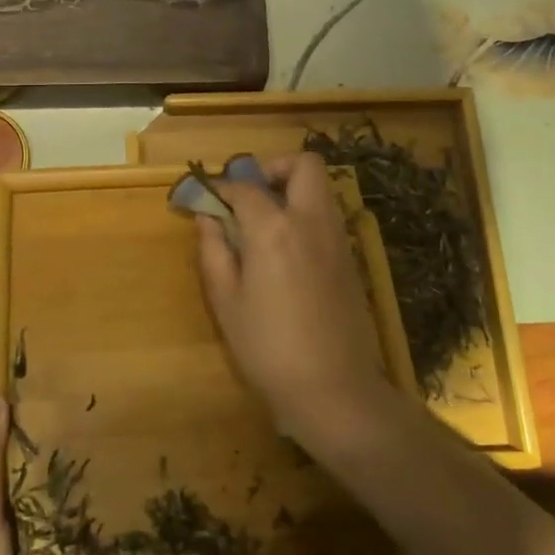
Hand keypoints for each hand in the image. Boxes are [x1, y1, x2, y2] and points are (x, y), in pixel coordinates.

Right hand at [195, 152, 395, 442]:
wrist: (335, 389)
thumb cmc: (268, 348)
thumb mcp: (226, 301)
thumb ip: (214, 251)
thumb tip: (207, 217)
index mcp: (275, 228)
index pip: (244, 187)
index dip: (220, 187)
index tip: (204, 196)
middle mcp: (312, 221)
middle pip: (303, 165)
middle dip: (272, 169)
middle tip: (248, 195)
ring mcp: (338, 238)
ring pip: (320, 188)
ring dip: (291, 190)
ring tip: (263, 223)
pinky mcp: (350, 259)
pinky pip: (327, 216)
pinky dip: (306, 215)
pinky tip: (286, 250)